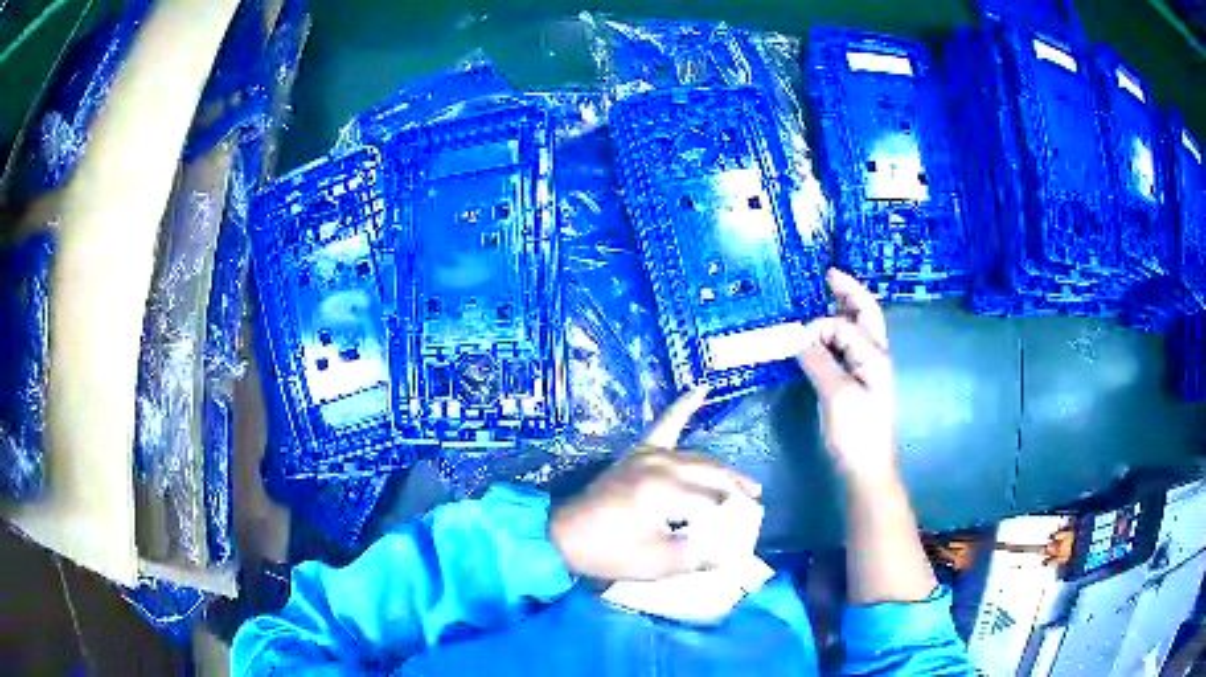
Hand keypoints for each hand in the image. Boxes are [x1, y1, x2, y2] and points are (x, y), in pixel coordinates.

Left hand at [550, 388, 762, 580]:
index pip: (714, 503)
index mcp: (665, 492)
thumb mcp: (657, 563)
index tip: (741, 540)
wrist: (564, 536)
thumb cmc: (609, 552)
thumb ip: (699, 557)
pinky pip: (665, 424)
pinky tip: (700, 389)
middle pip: (712, 474)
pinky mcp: (638, 453)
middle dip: (737, 490)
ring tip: (746, 483)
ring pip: (698, 456)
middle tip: (756, 505)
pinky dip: (683, 407)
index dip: (731, 523)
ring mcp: (649, 454)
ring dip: (723, 469)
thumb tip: (732, 554)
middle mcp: (661, 465)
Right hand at [796, 270, 896, 481]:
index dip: (817, 327)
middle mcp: (874, 356)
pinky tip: (822, 335)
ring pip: (856, 329)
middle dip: (847, 292)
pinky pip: (847, 348)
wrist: (866, 468)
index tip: (794, 342)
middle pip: (864, 314)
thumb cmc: (857, 433)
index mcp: (874, 355)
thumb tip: (797, 337)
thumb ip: (818, 361)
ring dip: (843, 310)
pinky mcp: (857, 383)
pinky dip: (835, 335)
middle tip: (829, 275)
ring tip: (825, 296)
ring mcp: (867, 369)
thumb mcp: (837, 394)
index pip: (843, 325)